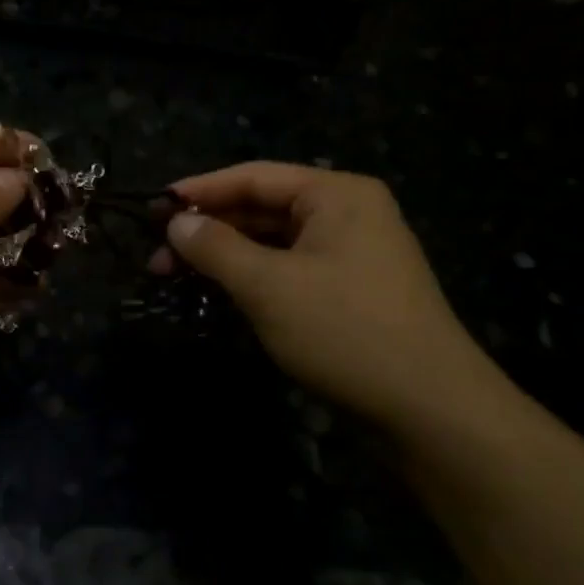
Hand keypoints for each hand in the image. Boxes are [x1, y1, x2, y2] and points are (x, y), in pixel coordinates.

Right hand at [158, 163, 508, 431]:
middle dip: (209, 229)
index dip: (200, 190)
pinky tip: (221, 292)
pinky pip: (290, 268)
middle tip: (157, 255)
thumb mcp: (268, 286)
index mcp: (336, 194)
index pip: (253, 177)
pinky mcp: (351, 289)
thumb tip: (175, 223)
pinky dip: (253, 276)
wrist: (430, 407)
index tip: (152, 208)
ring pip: (273, 241)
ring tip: (177, 276)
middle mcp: (348, 213)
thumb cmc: (345, 331)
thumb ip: (216, 248)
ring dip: (226, 255)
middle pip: (262, 207)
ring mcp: (353, 252)